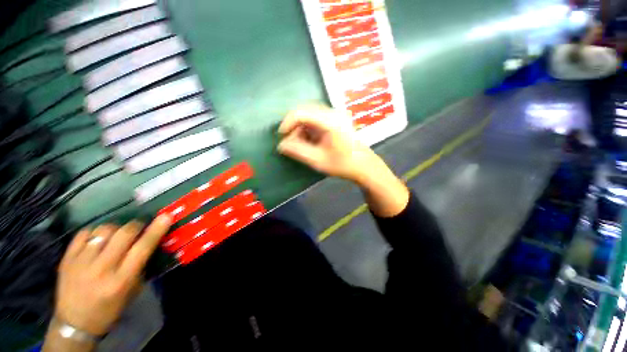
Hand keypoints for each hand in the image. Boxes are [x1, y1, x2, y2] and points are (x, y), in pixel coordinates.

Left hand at [53, 216, 170, 335]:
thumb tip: (151, 243)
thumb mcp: (132, 291)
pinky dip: (95, 232)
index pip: (142, 248)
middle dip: (136, 225)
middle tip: (139, 227)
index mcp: (121, 280)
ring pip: (104, 230)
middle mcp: (102, 268)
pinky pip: (84, 233)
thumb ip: (141, 266)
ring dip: (116, 228)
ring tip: (116, 234)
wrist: (75, 322)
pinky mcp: (67, 258)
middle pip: (124, 233)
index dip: (156, 230)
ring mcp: (81, 262)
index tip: (165, 216)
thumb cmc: (110, 309)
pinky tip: (97, 238)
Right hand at [277, 105, 381, 184]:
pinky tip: (310, 140)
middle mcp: (333, 113)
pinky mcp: (336, 119)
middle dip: (294, 125)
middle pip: (305, 110)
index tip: (282, 136)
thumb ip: (298, 151)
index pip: (301, 112)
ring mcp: (336, 114)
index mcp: (330, 121)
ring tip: (300, 143)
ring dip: (301, 127)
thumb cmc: (342, 164)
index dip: (288, 122)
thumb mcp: (318, 160)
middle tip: (290, 141)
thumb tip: (281, 145)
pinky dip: (309, 128)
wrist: (364, 165)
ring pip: (310, 114)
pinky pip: (317, 118)